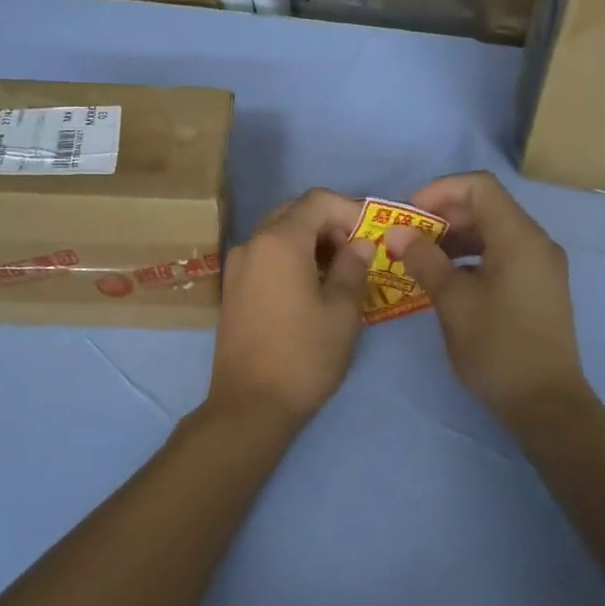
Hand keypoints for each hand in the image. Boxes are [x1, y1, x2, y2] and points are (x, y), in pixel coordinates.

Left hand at [204, 189, 375, 433]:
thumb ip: (353, 268)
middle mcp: (252, 244)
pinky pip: (266, 255)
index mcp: (279, 241)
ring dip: (310, 240)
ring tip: (338, 271)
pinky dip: (291, 257)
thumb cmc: (304, 356)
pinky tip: (311, 286)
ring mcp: (238, 266)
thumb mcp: (342, 312)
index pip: (317, 200)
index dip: (349, 209)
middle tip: (356, 251)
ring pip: (278, 233)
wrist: (250, 405)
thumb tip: (360, 244)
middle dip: (328, 223)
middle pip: (294, 212)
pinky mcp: (233, 288)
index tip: (371, 234)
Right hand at [385, 172, 590, 428]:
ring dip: (456, 237)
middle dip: (444, 215)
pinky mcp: (539, 287)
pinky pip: (503, 254)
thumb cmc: (497, 346)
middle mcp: (536, 242)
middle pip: (487, 206)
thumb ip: (424, 259)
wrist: (546, 404)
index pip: (479, 186)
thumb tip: (397, 232)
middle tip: (409, 238)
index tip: (409, 214)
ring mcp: (541, 265)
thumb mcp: (453, 301)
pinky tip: (448, 280)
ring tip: (422, 259)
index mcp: (519, 237)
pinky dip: (473, 256)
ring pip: (494, 231)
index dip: (440, 190)